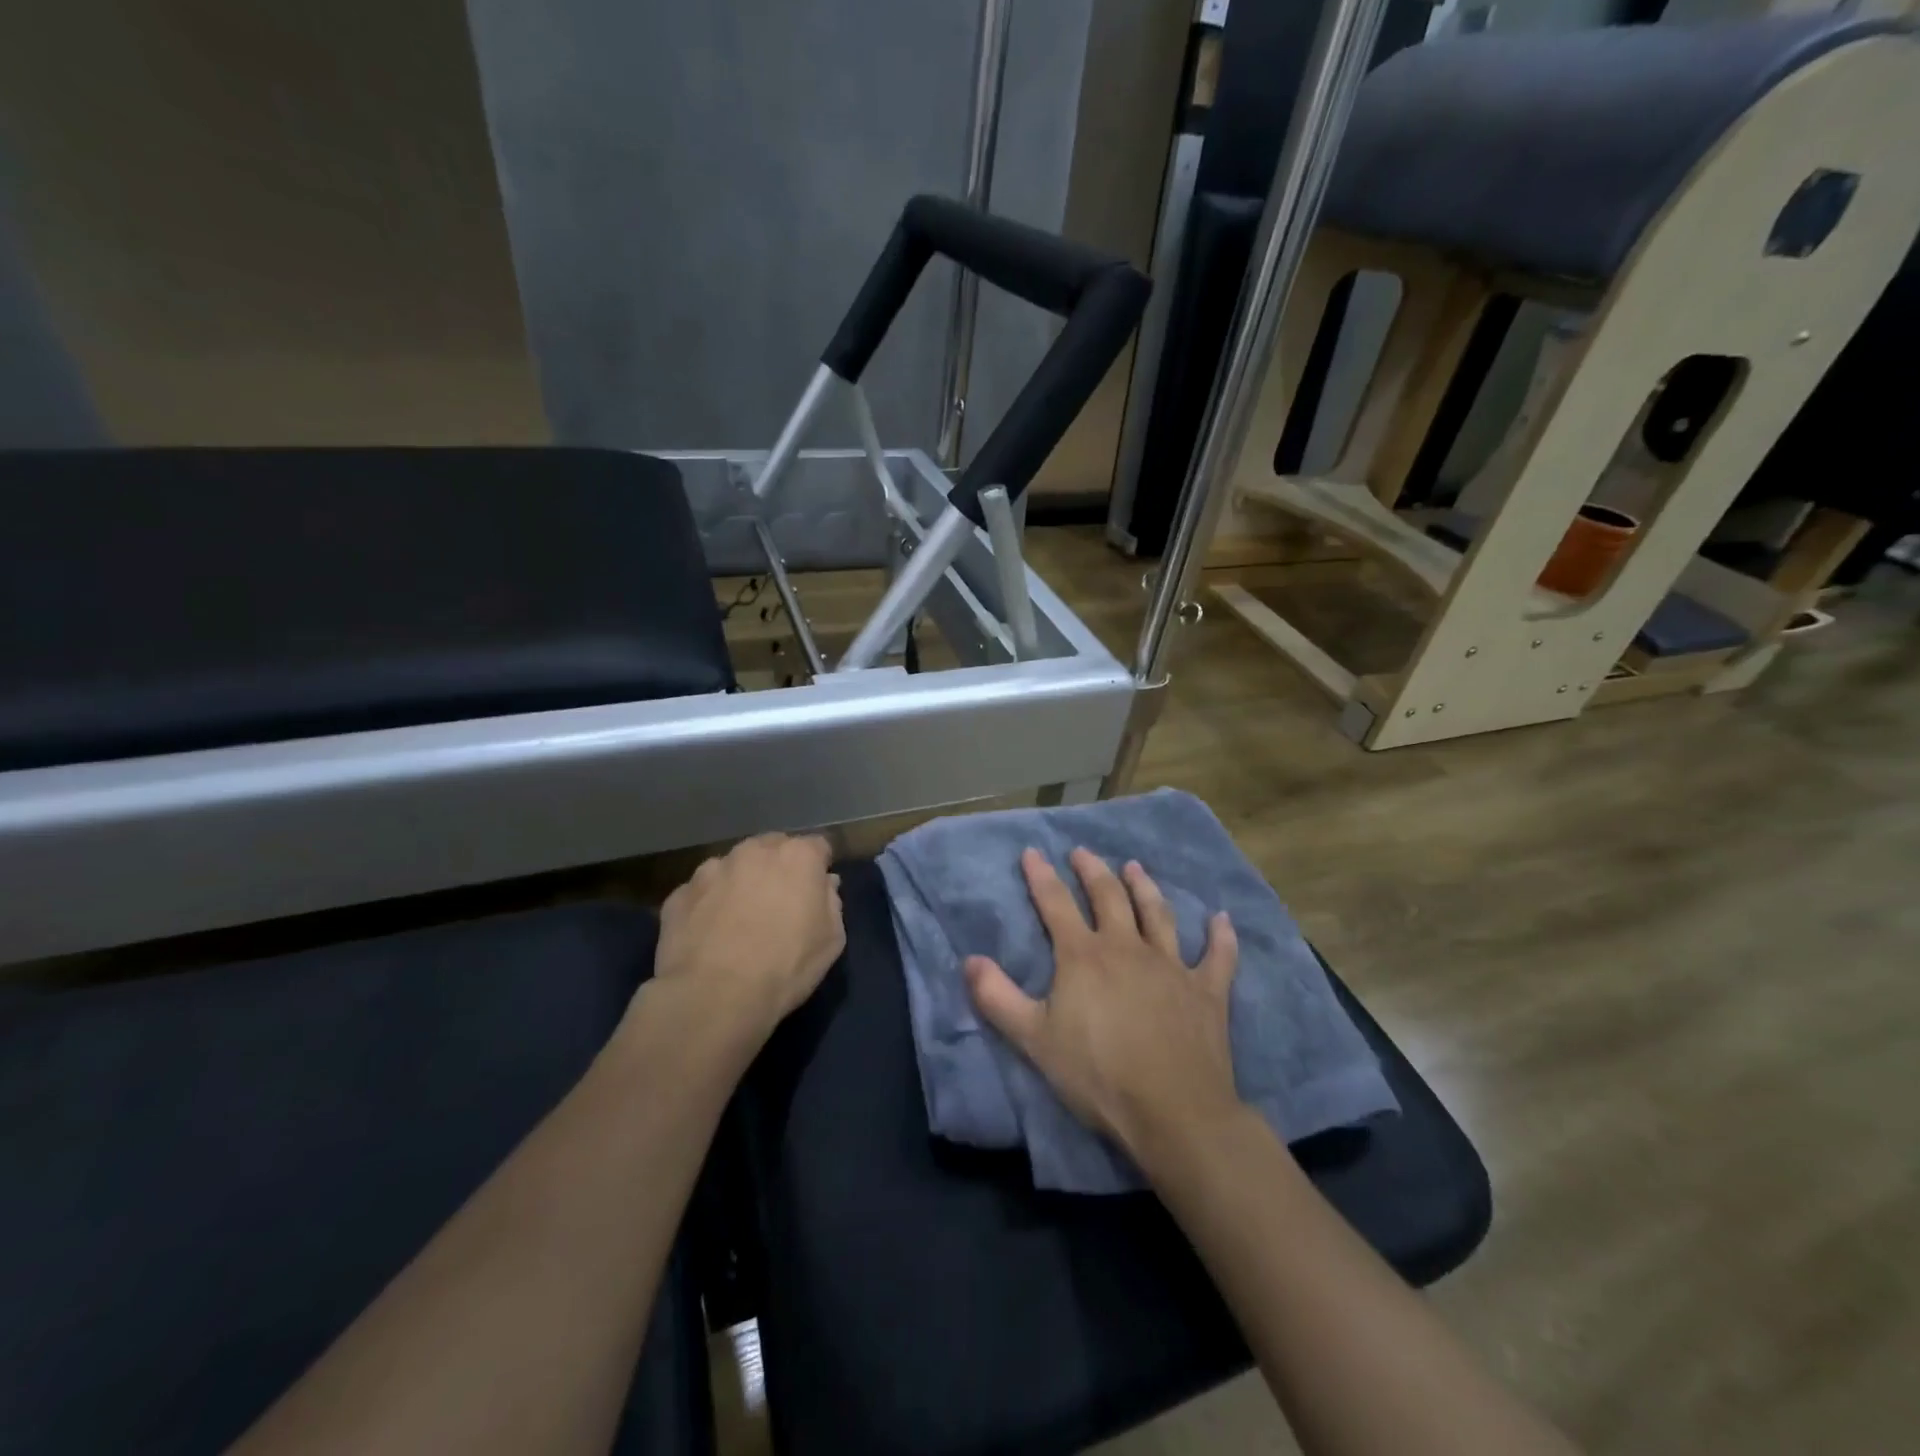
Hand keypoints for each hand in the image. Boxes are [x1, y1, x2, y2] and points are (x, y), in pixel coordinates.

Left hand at [651, 833, 845, 1046]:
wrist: (714, 997)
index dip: (819, 867)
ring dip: (740, 883)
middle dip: (777, 868)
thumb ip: (831, 902)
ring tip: (738, 921)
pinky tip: (709, 935)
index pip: (817, 846)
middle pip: (771, 848)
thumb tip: (824, 884)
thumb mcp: (831, 940)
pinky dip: (708, 905)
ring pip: (732, 867)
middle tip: (779, 903)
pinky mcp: (679, 894)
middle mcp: (753, 851)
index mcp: (797, 856)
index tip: (817, 890)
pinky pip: (702, 892)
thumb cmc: (785, 966)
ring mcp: (711, 869)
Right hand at [965, 847, 1241, 1160]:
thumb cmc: (1098, 1075)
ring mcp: (1171, 966)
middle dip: (1092, 871)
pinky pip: (1217, 956)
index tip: (1032, 852)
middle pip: (1108, 897)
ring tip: (1134, 867)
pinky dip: (1221, 936)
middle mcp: (1127, 948)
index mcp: (1084, 957)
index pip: (1056, 905)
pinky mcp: (1207, 991)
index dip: (1041, 877)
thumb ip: (997, 998)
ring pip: (1157, 914)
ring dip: (1145, 888)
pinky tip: (1222, 919)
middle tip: (1082, 852)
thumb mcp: (1033, 1039)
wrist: (1174, 1111)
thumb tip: (970, 960)